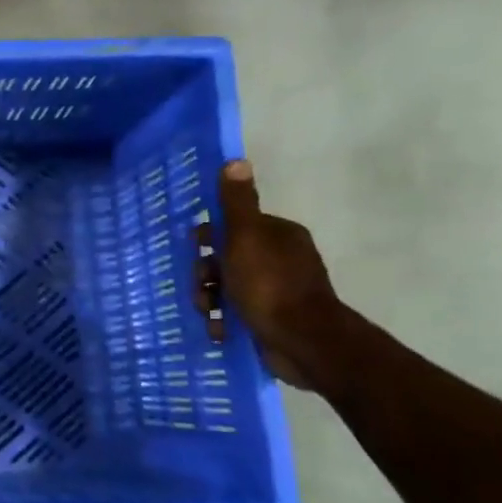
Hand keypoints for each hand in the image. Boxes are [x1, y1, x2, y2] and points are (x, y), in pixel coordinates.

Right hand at [195, 160, 342, 388]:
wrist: (303, 341)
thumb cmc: (269, 284)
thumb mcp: (246, 237)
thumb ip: (237, 203)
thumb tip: (236, 161)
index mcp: (278, 235)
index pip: (233, 227)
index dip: (210, 238)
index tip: (197, 251)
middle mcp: (280, 259)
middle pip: (226, 259)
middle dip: (206, 275)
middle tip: (202, 290)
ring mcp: (277, 292)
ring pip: (227, 288)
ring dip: (210, 301)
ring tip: (209, 315)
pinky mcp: (272, 320)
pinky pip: (237, 314)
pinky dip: (224, 322)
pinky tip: (220, 330)